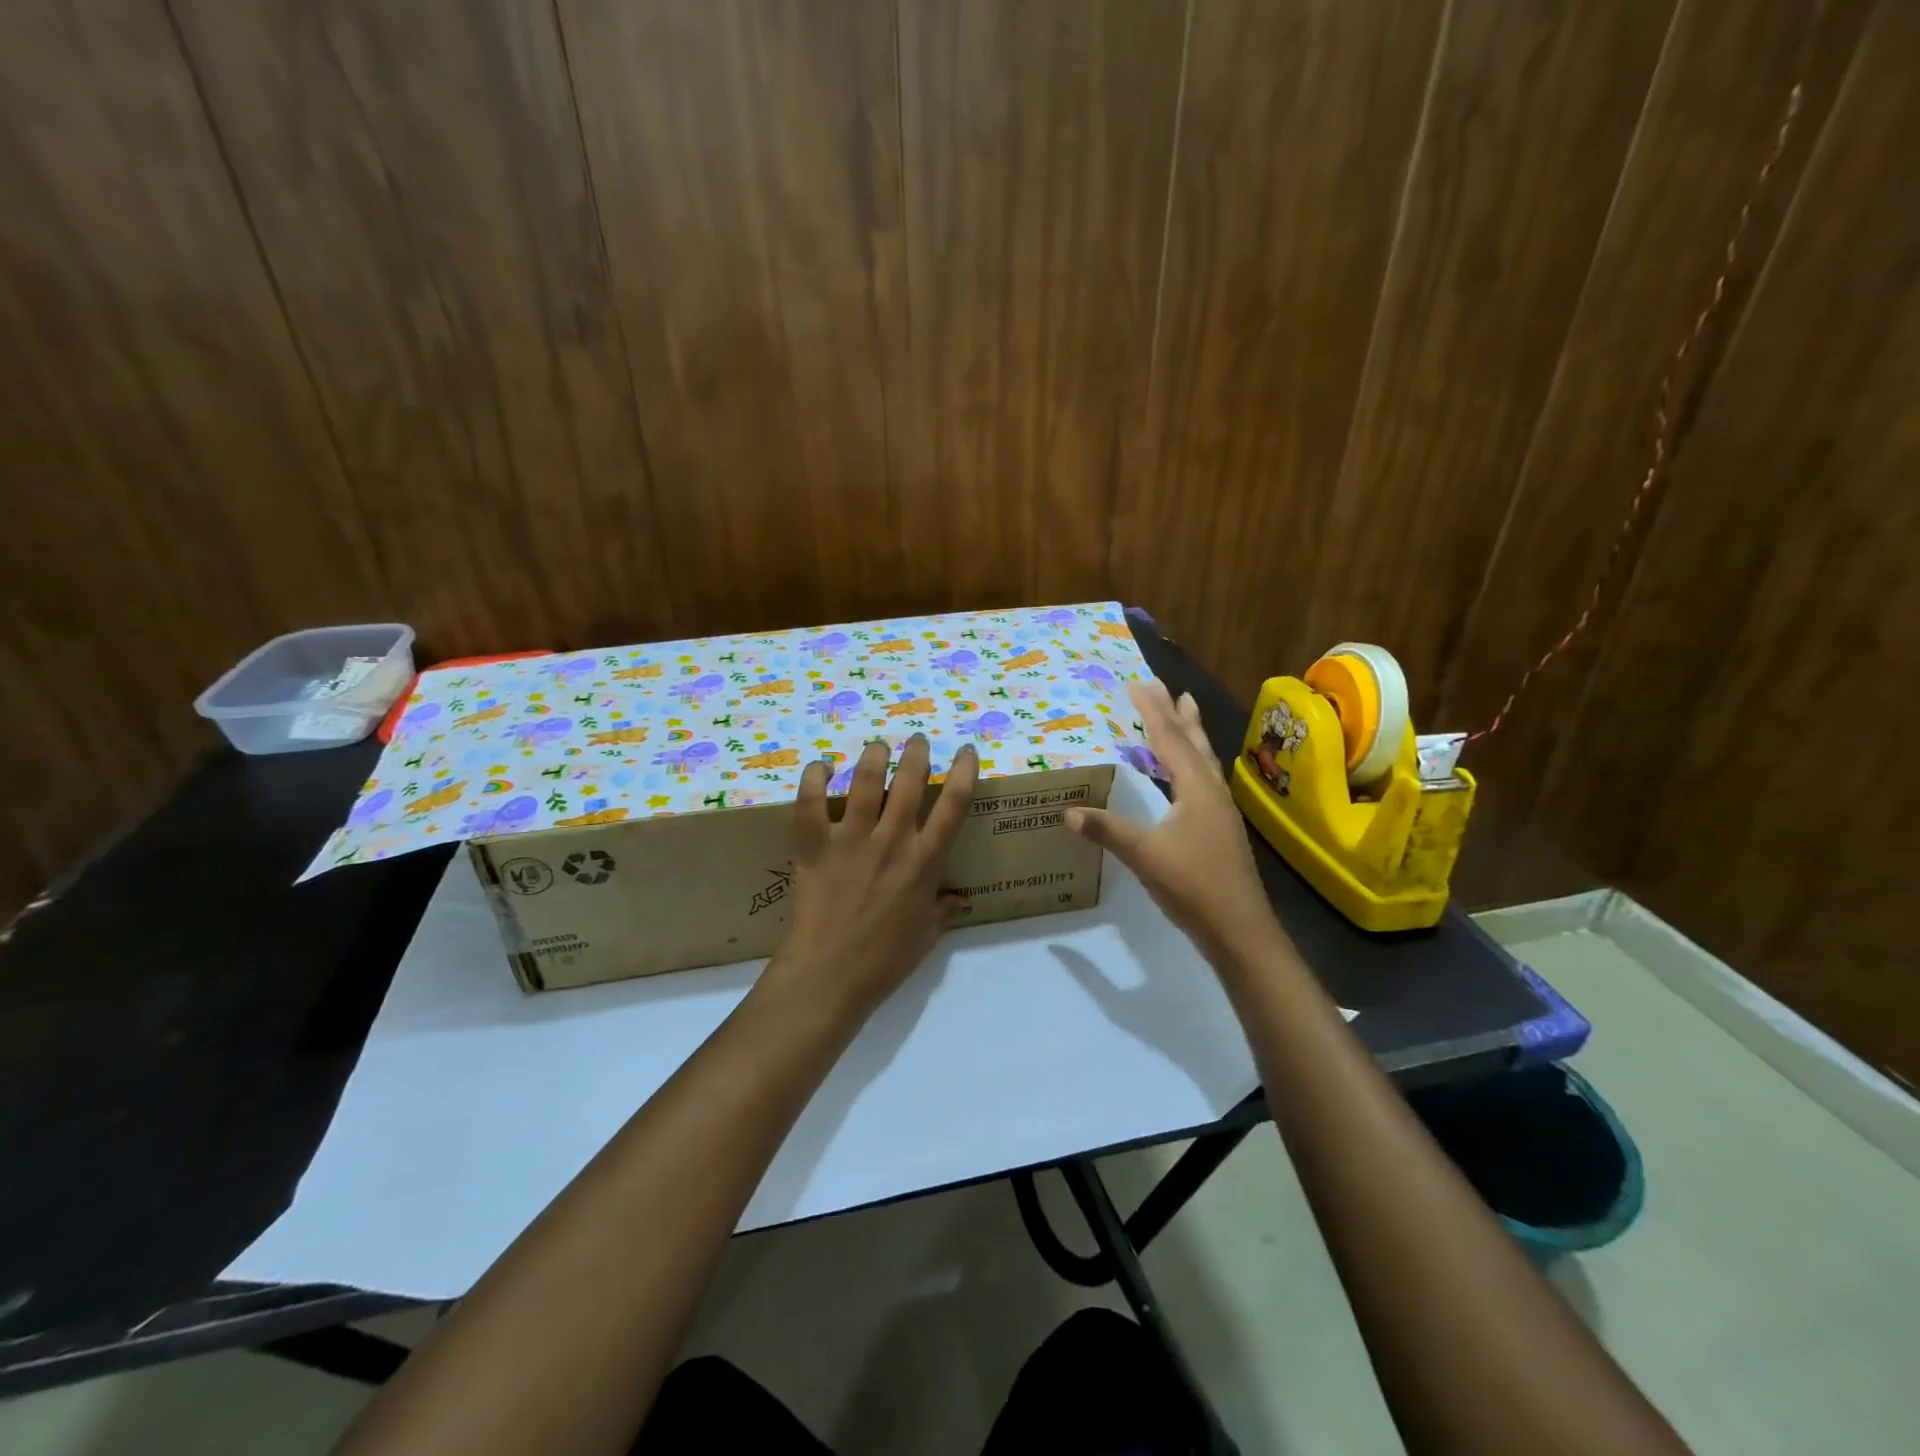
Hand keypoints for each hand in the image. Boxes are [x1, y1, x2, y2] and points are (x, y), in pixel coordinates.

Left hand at [767, 734, 978, 1019]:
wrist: (828, 975)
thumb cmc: (884, 961)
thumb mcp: (926, 936)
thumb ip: (944, 909)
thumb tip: (962, 898)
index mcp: (924, 861)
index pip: (953, 804)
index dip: (964, 771)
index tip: (966, 750)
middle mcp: (892, 840)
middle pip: (910, 780)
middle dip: (917, 752)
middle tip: (917, 740)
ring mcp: (850, 838)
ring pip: (865, 780)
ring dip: (874, 755)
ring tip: (878, 746)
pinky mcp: (814, 844)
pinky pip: (810, 800)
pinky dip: (814, 777)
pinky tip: (820, 766)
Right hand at [1066, 679, 1274, 962]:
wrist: (1239, 929)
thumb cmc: (1194, 885)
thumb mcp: (1145, 855)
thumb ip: (1108, 831)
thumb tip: (1068, 812)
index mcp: (1196, 789)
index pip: (1170, 740)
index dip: (1153, 711)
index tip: (1139, 684)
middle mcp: (1212, 792)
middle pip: (1194, 743)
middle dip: (1178, 714)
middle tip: (1168, 687)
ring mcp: (1220, 812)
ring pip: (1204, 761)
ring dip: (1192, 734)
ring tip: (1187, 711)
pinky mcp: (1221, 830)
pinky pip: (1204, 781)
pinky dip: (1193, 763)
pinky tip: (1189, 774)